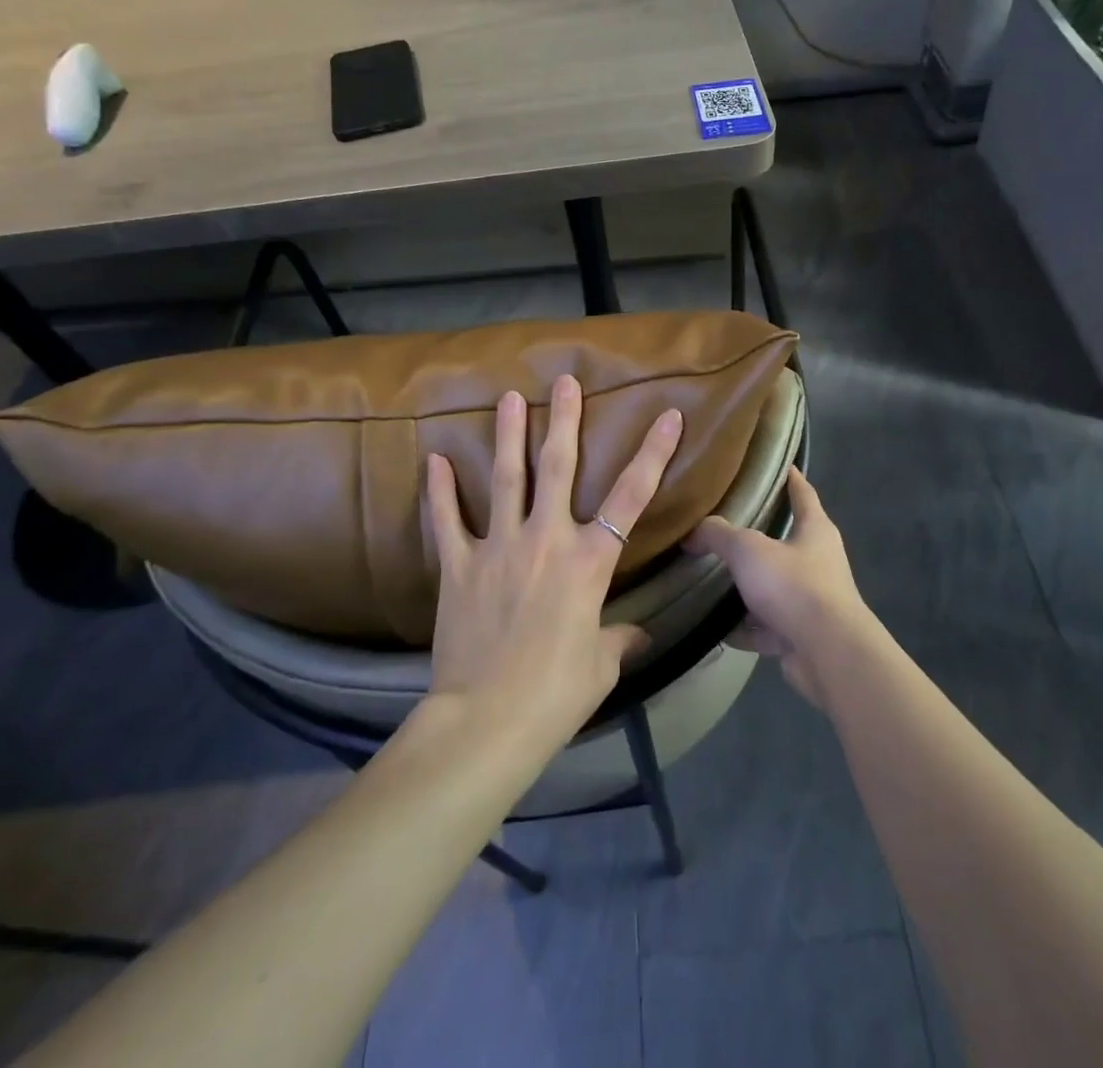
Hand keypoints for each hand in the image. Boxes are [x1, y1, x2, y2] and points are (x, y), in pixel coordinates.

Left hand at [424, 374, 682, 755]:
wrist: (487, 722)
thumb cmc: (556, 694)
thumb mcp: (600, 665)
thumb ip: (619, 639)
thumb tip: (638, 635)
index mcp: (589, 562)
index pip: (632, 497)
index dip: (653, 453)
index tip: (668, 416)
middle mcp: (547, 540)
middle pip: (559, 468)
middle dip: (564, 420)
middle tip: (564, 381)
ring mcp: (499, 547)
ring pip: (506, 478)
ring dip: (509, 435)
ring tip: (508, 397)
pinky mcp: (459, 566)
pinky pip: (446, 520)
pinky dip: (440, 490)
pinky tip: (435, 459)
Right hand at [685, 467, 873, 706]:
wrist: (828, 654)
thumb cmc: (794, 586)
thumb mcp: (748, 550)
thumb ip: (718, 535)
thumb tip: (692, 532)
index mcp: (815, 530)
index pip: (802, 492)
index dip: (790, 476)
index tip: (776, 463)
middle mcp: (819, 561)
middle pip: (785, 540)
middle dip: (757, 536)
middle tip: (722, 524)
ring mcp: (812, 600)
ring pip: (774, 586)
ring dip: (748, 586)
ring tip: (712, 577)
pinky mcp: (801, 634)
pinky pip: (767, 625)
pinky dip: (746, 627)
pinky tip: (717, 627)